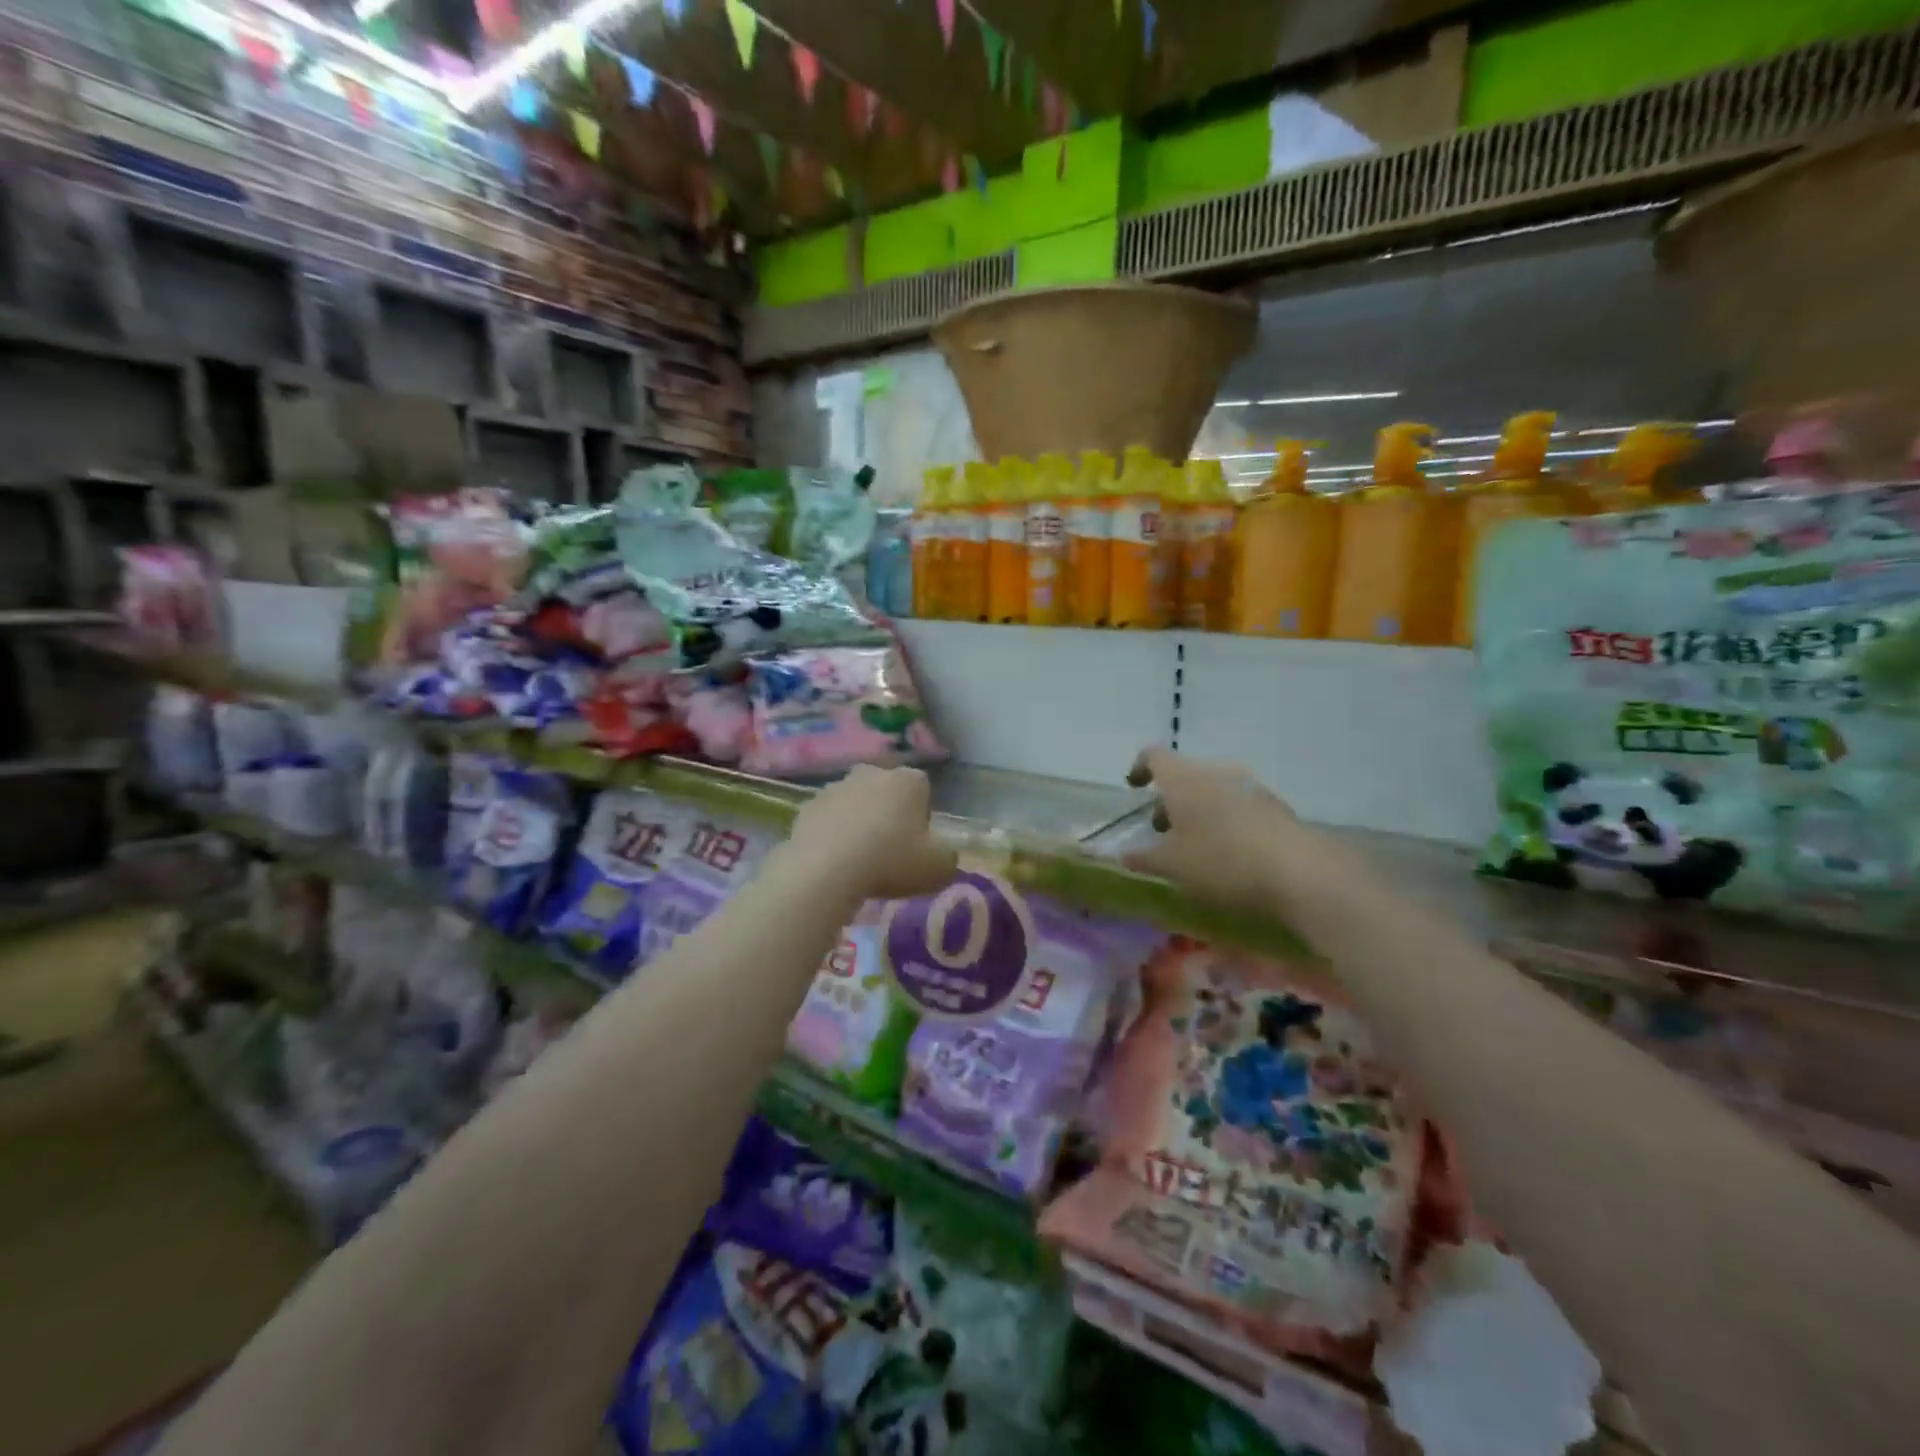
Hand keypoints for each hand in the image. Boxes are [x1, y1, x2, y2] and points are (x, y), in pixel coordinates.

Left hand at [784, 765, 956, 902]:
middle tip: (889, 850)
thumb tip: (944, 854)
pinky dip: (832, 833)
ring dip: (859, 822)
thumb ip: (948, 857)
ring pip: (855, 802)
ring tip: (858, 859)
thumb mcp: (939, 868)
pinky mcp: (808, 805)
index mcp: (909, 780)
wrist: (826, 870)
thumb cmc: (891, 862)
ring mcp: (836, 786)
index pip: (923, 789)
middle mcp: (873, 772)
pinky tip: (834, 861)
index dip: (922, 816)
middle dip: (889, 813)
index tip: (918, 843)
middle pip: (887, 791)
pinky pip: (828, 818)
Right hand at [1122, 746, 1349, 917]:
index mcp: (1183, 778)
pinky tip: (1229, 851)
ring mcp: (1249, 785)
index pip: (1153, 755)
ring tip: (1195, 843)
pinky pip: (1239, 804)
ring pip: (1213, 788)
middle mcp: (1215, 771)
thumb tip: (1123, 855)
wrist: (1297, 871)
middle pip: (1185, 774)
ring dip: (1199, 809)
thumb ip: (1143, 858)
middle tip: (1162, 830)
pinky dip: (1225, 819)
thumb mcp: (1171, 866)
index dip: (1140, 768)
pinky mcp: (1274, 805)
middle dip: (1170, 799)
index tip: (1135, 787)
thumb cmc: (1220, 861)